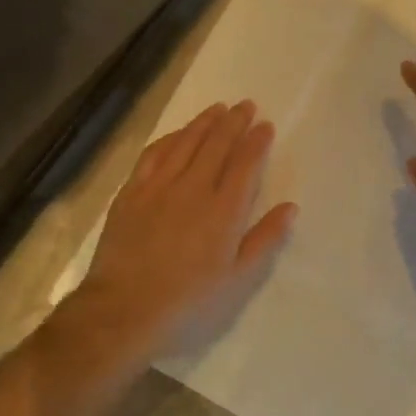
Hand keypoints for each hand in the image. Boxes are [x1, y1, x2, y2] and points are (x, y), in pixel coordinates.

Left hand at [75, 100, 297, 354]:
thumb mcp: (237, 279)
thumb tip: (290, 207)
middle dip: (234, 122)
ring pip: (186, 143)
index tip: (265, 125)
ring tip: (217, 108)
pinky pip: (154, 155)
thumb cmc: (188, 301)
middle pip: (217, 145)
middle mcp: (194, 188)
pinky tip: (177, 133)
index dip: (256, 142)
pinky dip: (170, 139)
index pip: (245, 165)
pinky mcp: (132, 192)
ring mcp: (159, 187)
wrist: (124, 309)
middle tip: (245, 105)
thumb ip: (264, 239)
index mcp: (224, 210)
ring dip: (204, 122)